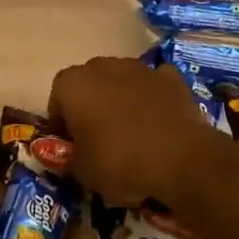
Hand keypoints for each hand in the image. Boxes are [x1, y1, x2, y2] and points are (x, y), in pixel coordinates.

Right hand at [49, 57, 232, 204]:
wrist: (182, 159)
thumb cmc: (121, 162)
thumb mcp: (83, 173)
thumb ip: (71, 159)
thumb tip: (73, 156)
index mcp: (73, 84)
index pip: (57, 98)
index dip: (61, 122)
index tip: (70, 144)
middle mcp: (102, 66)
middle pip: (89, 83)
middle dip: (90, 104)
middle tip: (98, 137)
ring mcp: (139, 68)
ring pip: (121, 80)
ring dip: (121, 98)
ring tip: (131, 131)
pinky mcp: (170, 77)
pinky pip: (153, 85)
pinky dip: (153, 98)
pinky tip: (158, 122)